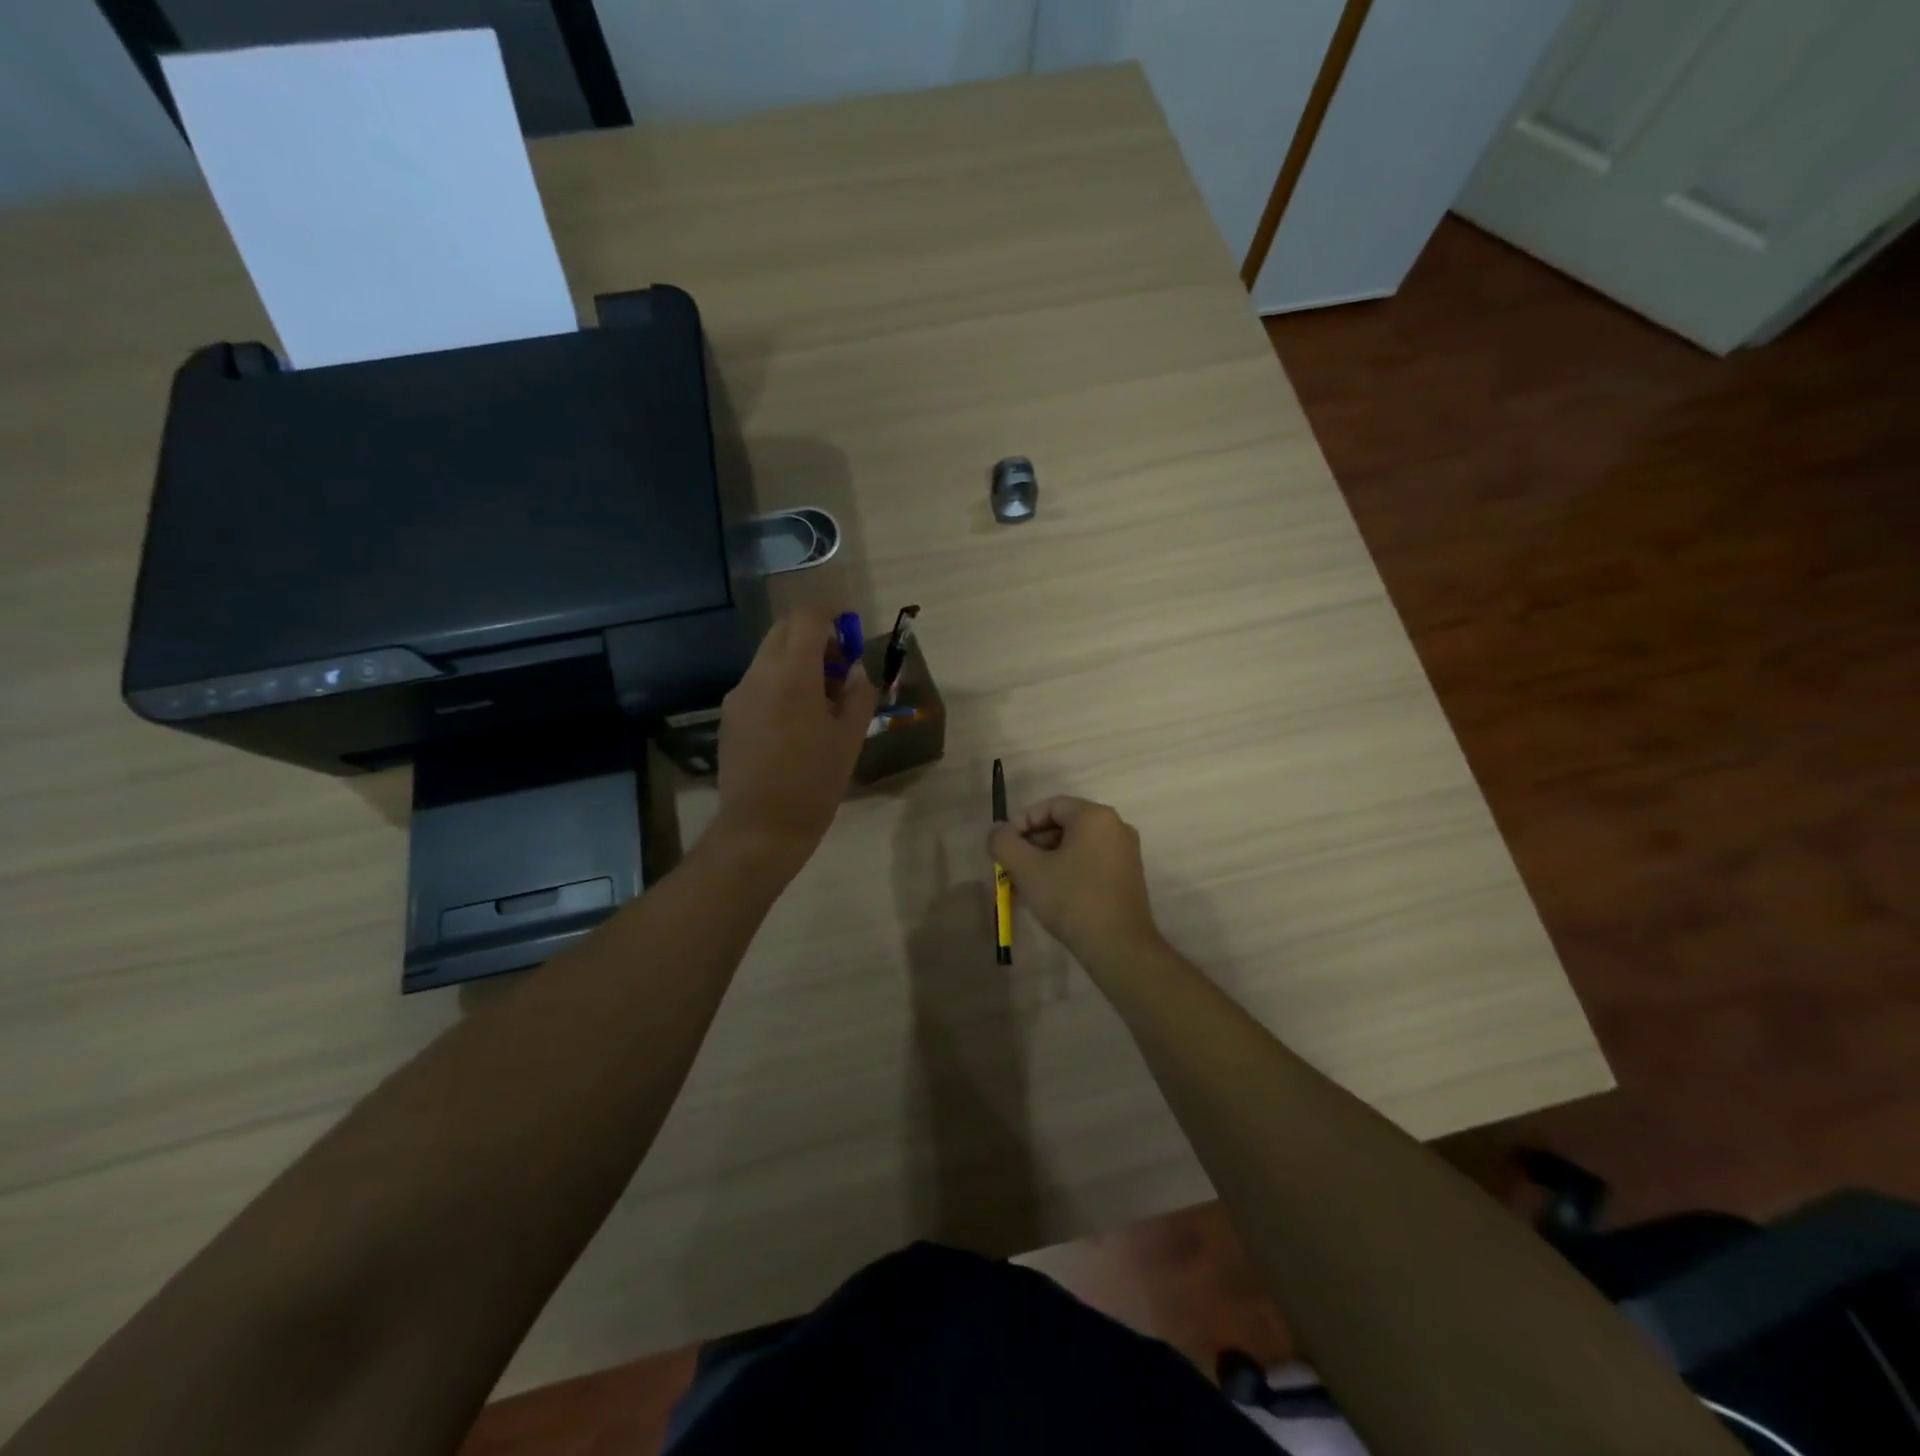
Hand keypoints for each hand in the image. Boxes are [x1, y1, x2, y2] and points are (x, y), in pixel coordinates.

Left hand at [712, 610, 876, 867]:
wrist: (761, 827)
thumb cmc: (814, 782)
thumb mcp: (850, 738)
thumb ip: (859, 695)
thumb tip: (859, 671)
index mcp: (792, 675)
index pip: (807, 618)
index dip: (831, 617)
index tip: (849, 635)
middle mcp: (759, 674)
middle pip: (784, 631)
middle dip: (814, 638)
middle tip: (838, 669)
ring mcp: (739, 695)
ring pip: (769, 656)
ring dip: (796, 662)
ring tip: (820, 701)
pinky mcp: (729, 716)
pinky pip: (758, 683)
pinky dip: (779, 684)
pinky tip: (795, 722)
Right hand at [989, 796, 1162, 960]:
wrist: (1119, 947)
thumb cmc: (1072, 900)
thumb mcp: (1028, 870)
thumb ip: (1004, 843)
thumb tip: (997, 831)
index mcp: (1095, 816)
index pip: (1050, 806)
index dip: (1021, 822)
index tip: (1004, 846)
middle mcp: (1116, 826)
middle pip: (1064, 824)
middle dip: (1034, 842)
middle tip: (1013, 865)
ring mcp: (1126, 852)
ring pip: (1076, 844)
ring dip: (1048, 857)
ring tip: (1028, 881)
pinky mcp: (1129, 875)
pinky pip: (1091, 860)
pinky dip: (1068, 868)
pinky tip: (1053, 892)